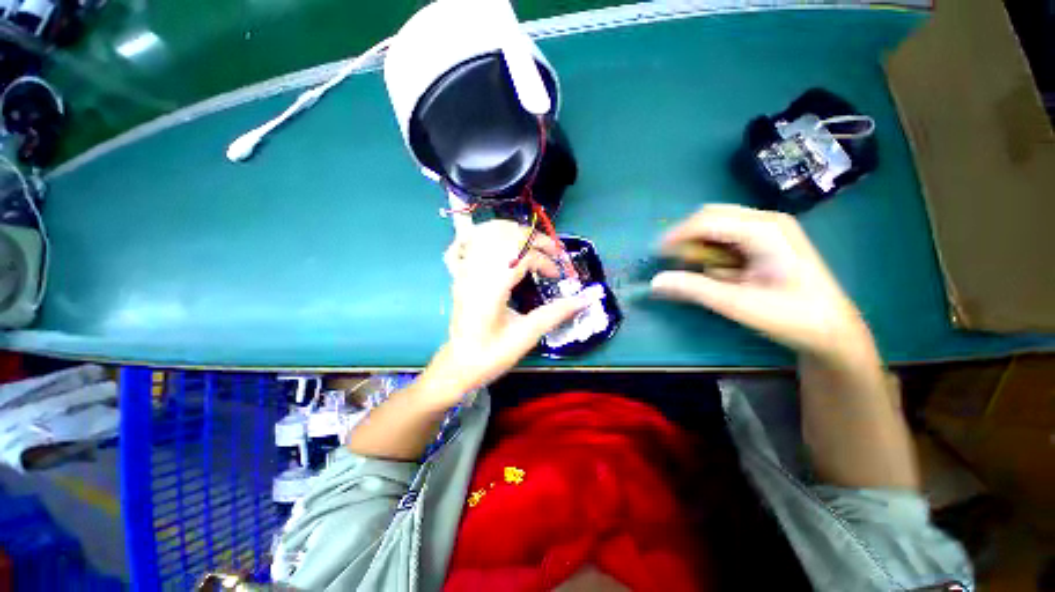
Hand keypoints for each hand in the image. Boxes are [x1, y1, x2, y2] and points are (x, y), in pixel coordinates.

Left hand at [419, 221, 586, 405]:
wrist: (460, 365)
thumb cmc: (493, 354)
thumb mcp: (527, 335)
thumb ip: (557, 313)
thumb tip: (587, 298)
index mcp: (491, 287)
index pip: (522, 255)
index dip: (545, 260)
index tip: (557, 276)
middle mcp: (475, 272)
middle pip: (506, 235)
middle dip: (535, 238)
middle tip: (552, 251)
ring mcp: (464, 270)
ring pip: (486, 233)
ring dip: (513, 232)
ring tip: (531, 244)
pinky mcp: (459, 274)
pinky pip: (466, 242)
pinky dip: (483, 235)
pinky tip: (497, 241)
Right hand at [651, 204, 875, 364]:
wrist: (831, 330)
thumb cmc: (790, 317)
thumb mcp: (737, 305)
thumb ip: (693, 289)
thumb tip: (655, 282)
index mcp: (764, 230)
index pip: (707, 220)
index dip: (676, 235)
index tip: (656, 255)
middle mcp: (765, 221)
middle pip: (711, 216)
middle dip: (687, 238)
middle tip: (674, 262)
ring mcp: (767, 230)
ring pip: (717, 226)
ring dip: (701, 247)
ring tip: (699, 272)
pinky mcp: (765, 241)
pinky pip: (727, 238)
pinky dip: (714, 253)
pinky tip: (720, 273)